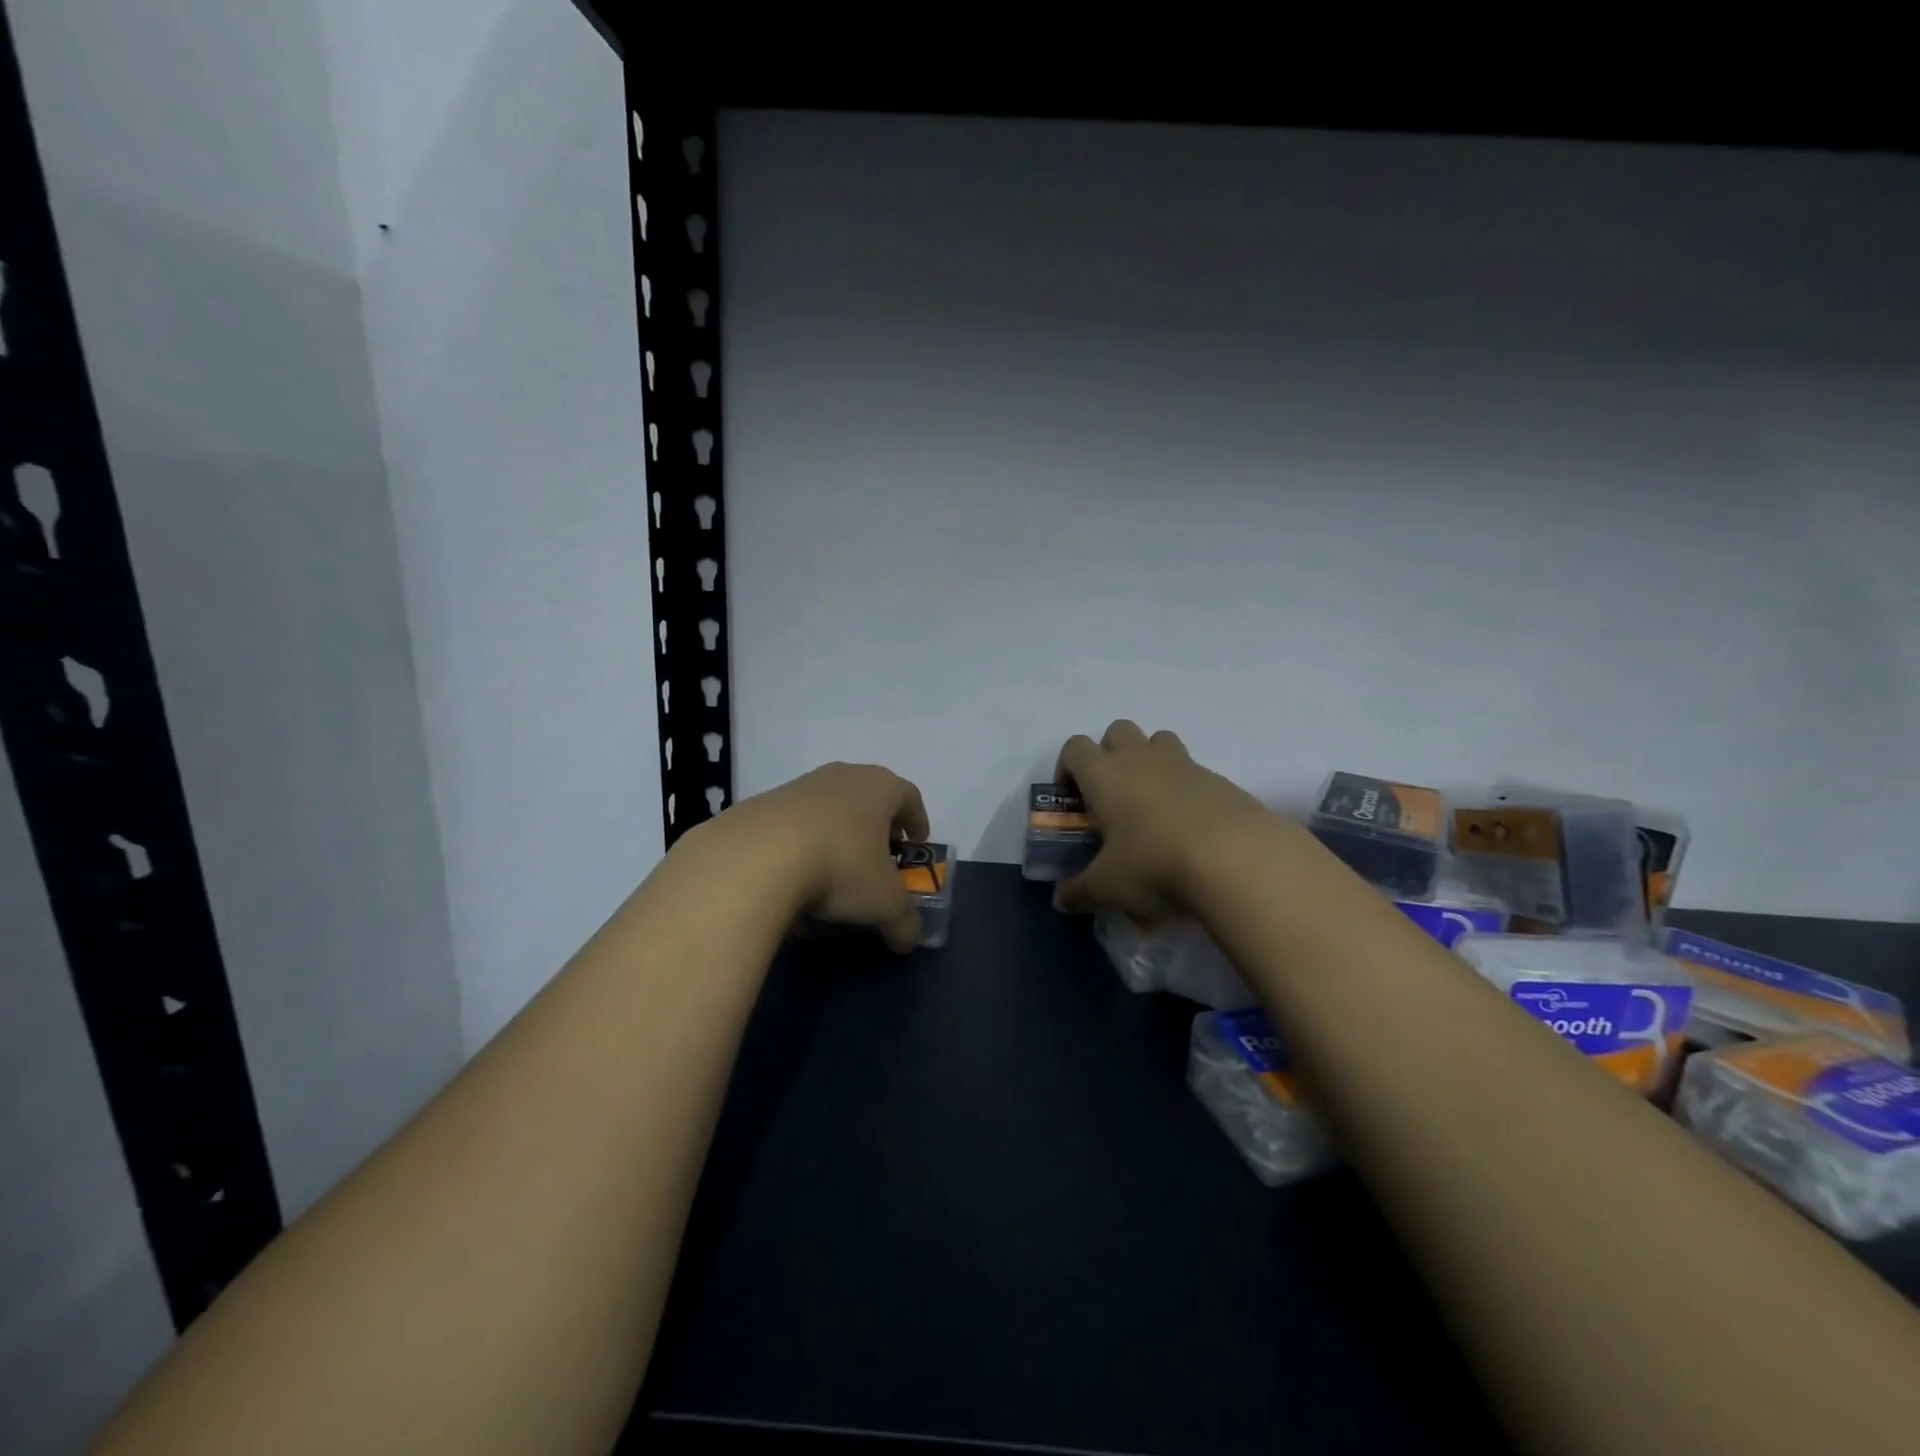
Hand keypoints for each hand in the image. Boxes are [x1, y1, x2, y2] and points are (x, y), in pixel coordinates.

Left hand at [719, 762, 931, 951]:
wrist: (755, 857)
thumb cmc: (840, 866)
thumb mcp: (884, 903)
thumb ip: (905, 922)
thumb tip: (909, 939)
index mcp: (880, 787)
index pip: (909, 796)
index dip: (917, 821)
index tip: (915, 845)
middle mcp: (842, 776)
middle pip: (868, 798)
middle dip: (877, 828)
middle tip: (879, 859)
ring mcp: (799, 786)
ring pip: (830, 808)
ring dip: (837, 835)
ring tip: (834, 872)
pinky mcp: (763, 804)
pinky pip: (794, 824)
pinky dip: (802, 845)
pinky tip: (796, 877)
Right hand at [1052, 720, 1275, 917]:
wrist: (1237, 859)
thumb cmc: (1154, 864)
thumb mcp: (1107, 888)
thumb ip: (1078, 892)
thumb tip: (1061, 899)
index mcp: (1104, 774)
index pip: (1074, 748)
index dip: (1067, 769)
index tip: (1072, 800)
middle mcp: (1140, 758)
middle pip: (1117, 731)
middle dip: (1110, 755)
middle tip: (1112, 797)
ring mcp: (1182, 763)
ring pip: (1158, 740)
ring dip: (1149, 761)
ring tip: (1151, 805)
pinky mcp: (1218, 779)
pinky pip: (1192, 770)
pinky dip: (1184, 789)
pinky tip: (1189, 828)